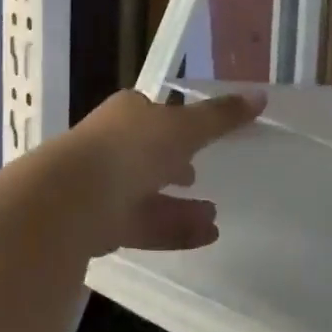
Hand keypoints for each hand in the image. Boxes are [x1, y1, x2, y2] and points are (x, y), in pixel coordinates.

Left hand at [54, 89, 263, 254]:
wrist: (71, 200)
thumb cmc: (131, 148)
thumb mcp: (184, 127)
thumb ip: (221, 116)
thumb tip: (260, 95)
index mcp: (126, 114)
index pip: (152, 112)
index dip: (175, 122)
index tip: (199, 135)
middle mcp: (110, 146)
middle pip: (147, 155)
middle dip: (174, 165)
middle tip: (198, 176)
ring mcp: (102, 187)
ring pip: (147, 194)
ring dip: (180, 204)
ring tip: (215, 214)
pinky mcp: (100, 225)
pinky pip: (144, 225)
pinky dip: (174, 229)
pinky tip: (206, 236)